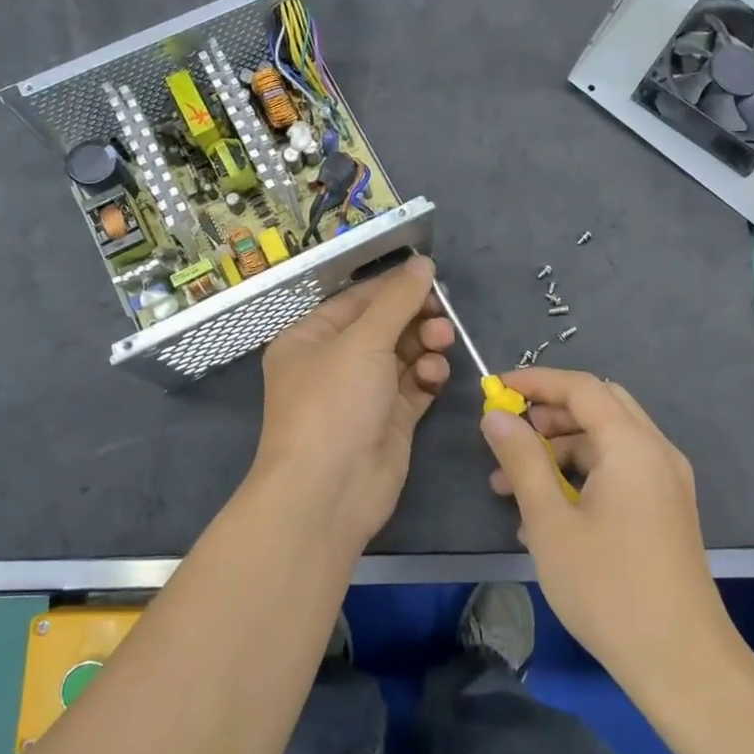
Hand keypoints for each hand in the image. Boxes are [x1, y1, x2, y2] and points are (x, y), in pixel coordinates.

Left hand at [248, 253, 452, 550]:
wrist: (329, 491)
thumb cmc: (334, 403)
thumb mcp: (363, 341)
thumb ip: (397, 300)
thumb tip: (422, 262)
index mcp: (310, 338)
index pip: (357, 300)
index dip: (394, 288)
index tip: (432, 277)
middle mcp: (334, 363)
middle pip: (384, 327)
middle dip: (415, 318)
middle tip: (443, 317)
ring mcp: (362, 394)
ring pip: (403, 356)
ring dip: (425, 346)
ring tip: (441, 343)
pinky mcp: (389, 421)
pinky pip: (414, 387)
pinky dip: (427, 377)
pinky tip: (435, 377)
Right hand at [480, 368, 732, 695]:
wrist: (681, 662)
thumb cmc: (608, 588)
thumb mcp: (551, 522)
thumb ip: (522, 460)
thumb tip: (496, 416)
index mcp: (632, 445)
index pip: (581, 388)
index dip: (535, 382)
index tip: (494, 390)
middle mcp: (656, 452)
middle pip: (599, 407)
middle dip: (550, 413)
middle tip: (509, 435)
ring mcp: (666, 482)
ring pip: (608, 441)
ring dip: (561, 449)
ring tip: (512, 485)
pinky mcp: (666, 509)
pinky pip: (620, 470)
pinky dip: (583, 475)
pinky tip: (547, 512)